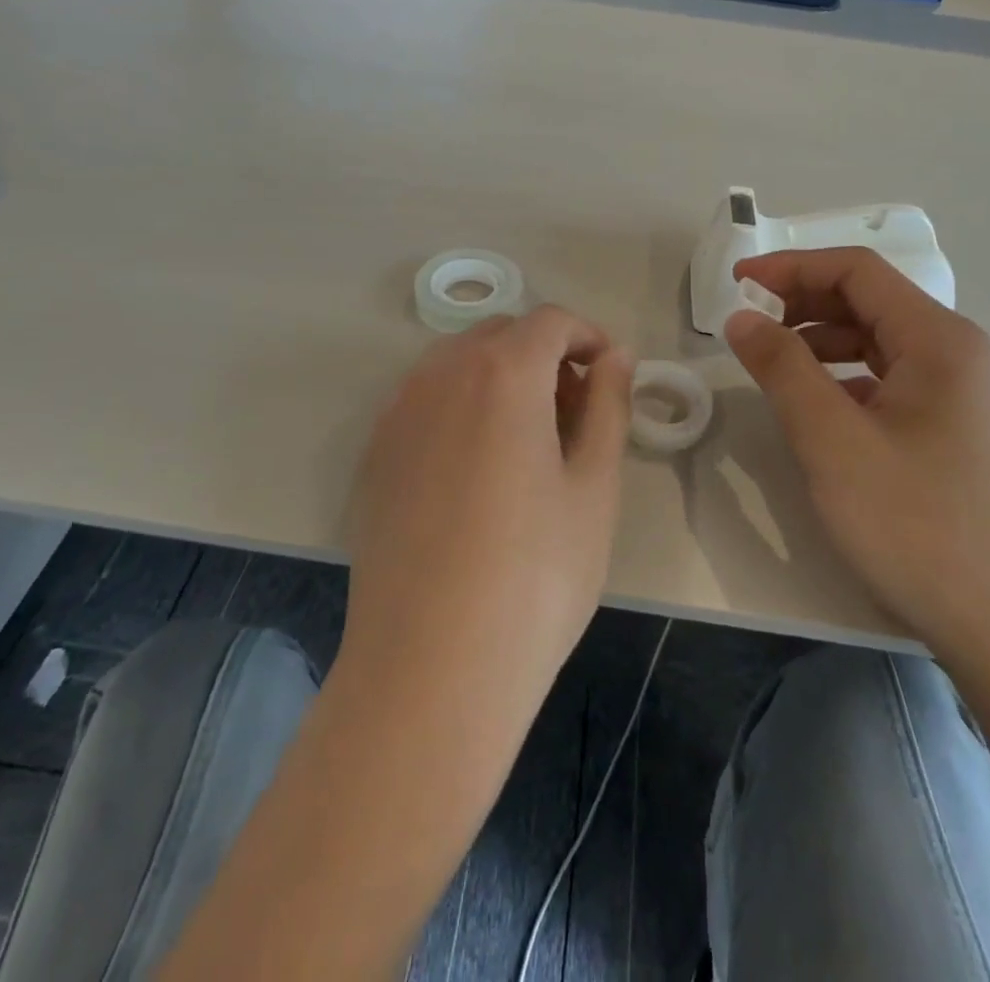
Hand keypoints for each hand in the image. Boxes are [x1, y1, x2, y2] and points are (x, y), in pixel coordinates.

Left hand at [343, 306, 634, 721]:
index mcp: (502, 373)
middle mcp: (440, 375)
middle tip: (575, 412)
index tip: (608, 376)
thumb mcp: (594, 486)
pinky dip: (460, 406)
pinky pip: (424, 401)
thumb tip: (615, 356)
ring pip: (457, 363)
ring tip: (528, 441)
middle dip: (545, 355)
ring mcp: (397, 413)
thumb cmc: (535, 575)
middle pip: (501, 334)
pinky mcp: (373, 454)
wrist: (430, 667)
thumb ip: (608, 404)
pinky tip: (476, 470)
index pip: (550, 321)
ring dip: (500, 377)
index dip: (587, 336)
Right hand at [724, 248, 989, 661]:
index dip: (791, 267)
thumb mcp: (833, 442)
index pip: (856, 271)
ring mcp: (962, 396)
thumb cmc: (918, 526)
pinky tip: (819, 408)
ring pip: (879, 342)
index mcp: (938, 340)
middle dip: (803, 301)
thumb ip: (783, 369)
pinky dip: (845, 377)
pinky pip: (891, 381)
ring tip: (773, 363)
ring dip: (821, 340)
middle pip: (870, 301)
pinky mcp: (956, 433)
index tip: (736, 283)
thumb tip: (743, 316)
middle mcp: (958, 354)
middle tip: (748, 324)